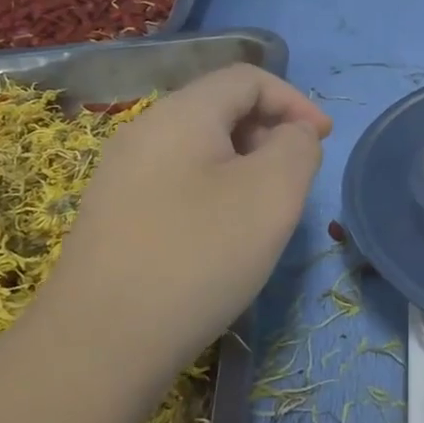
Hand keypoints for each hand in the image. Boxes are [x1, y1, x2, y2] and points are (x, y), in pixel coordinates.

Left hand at [42, 65, 330, 372]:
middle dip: (269, 133)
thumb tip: (290, 135)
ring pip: (199, 149)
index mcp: (181, 113)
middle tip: (294, 181)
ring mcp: (121, 175)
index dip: (294, 101)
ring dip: (243, 166)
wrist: (99, 344)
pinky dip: (213, 192)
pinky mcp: (114, 216)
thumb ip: (297, 147)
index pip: (247, 78)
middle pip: (220, 108)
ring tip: (262, 213)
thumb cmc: (198, 256)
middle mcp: (144, 132)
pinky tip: (219, 239)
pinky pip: (177, 182)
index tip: (323, 141)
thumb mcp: (272, 193)